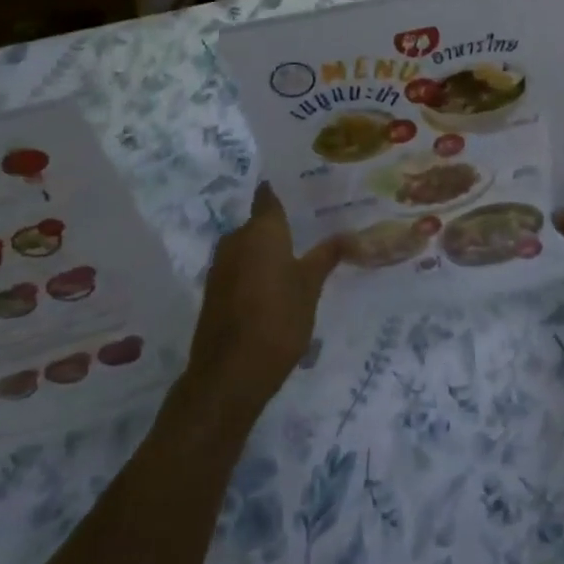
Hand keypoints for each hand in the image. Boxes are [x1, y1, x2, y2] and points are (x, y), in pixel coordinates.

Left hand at [183, 184, 346, 418]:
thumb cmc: (277, 319)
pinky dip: (254, 272)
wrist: (229, 374)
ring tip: (296, 258)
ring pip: (247, 248)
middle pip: (258, 224)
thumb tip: (349, 233)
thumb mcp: (310, 286)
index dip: (280, 192)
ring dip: (266, 252)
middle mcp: (235, 240)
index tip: (300, 188)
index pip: (268, 197)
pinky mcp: (214, 293)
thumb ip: (327, 256)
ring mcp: (220, 267)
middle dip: (278, 227)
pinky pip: (238, 270)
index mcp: (261, 230)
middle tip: (308, 230)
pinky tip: (274, 285)